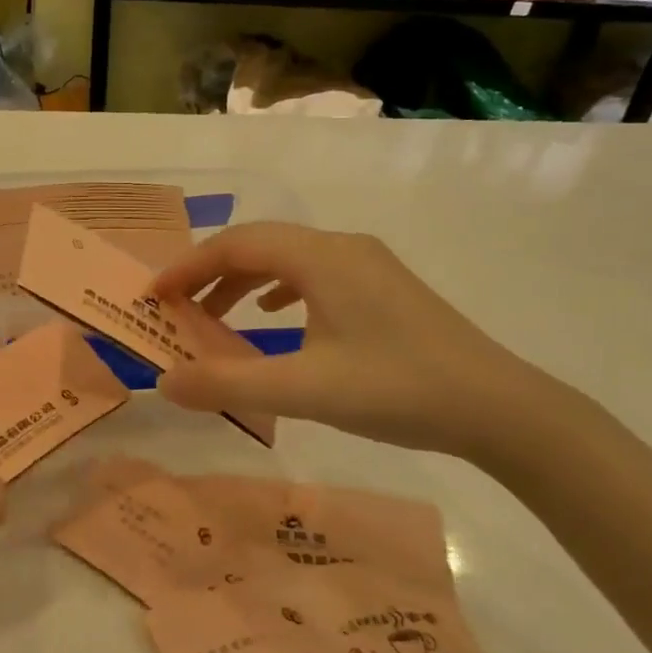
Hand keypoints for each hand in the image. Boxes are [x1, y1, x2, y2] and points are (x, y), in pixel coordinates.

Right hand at [153, 224, 546, 458]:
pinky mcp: (382, 288)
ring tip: (213, 317)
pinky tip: (272, 317)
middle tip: (176, 307)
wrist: (498, 408)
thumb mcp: (304, 390)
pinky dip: (278, 291)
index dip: (188, 266)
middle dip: (210, 273)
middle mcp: (342, 247)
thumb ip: (228, 383)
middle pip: (259, 245)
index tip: (153, 296)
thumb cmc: (397, 389)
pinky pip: (313, 275)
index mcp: (321, 257)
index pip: (236, 244)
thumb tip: (164, 382)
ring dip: (242, 283)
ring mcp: (367, 265)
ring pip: (287, 260)